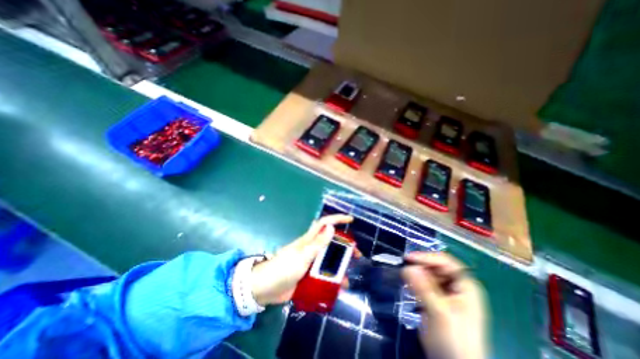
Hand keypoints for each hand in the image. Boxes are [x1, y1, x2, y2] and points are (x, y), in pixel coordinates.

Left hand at [248, 214, 351, 306]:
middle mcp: (312, 249)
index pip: (324, 224)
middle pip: (331, 243)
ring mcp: (310, 262)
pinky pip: (324, 275)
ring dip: (340, 266)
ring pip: (329, 260)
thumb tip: (331, 227)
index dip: (337, 219)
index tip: (350, 219)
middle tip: (356, 254)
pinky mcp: (308, 275)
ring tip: (348, 276)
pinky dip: (332, 280)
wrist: (265, 289)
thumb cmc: (283, 268)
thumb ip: (318, 243)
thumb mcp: (303, 255)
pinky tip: (338, 288)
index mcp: (309, 240)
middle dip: (345, 246)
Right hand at [401, 251, 487, 357]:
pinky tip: (409, 288)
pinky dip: (416, 284)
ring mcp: (448, 294)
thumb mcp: (438, 313)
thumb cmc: (453, 341)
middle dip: (420, 267)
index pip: (446, 262)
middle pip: (436, 267)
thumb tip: (407, 267)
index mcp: (466, 286)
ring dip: (417, 276)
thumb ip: (423, 288)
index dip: (427, 257)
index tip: (407, 258)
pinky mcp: (439, 300)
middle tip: (404, 271)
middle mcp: (458, 286)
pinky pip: (425, 285)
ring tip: (405, 280)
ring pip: (429, 275)